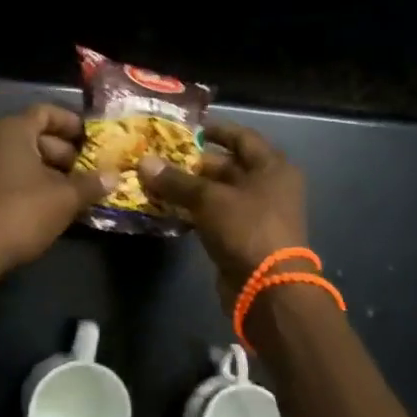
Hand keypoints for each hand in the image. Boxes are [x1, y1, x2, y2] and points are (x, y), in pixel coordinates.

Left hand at [0, 104, 115, 279]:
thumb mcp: (64, 198)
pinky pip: (9, 178)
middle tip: (90, 172)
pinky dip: (31, 186)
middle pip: (35, 137)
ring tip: (76, 193)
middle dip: (65, 154)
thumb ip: (90, 184)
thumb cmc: (21, 212)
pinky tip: (51, 207)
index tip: (93, 140)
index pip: (46, 112)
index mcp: (12, 130)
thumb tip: (114, 176)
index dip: (72, 123)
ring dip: (50, 173)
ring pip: (22, 160)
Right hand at [137, 120, 307, 305]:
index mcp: (272, 167)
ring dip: (190, 189)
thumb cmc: (246, 228)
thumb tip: (144, 162)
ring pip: (218, 192)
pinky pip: (215, 215)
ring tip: (156, 181)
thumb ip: (176, 180)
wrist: (268, 289)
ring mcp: (257, 213)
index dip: (214, 129)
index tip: (185, 128)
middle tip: (160, 157)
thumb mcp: (209, 199)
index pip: (241, 136)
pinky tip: (167, 208)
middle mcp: (268, 186)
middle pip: (227, 165)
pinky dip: (194, 211)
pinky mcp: (243, 237)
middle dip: (193, 162)